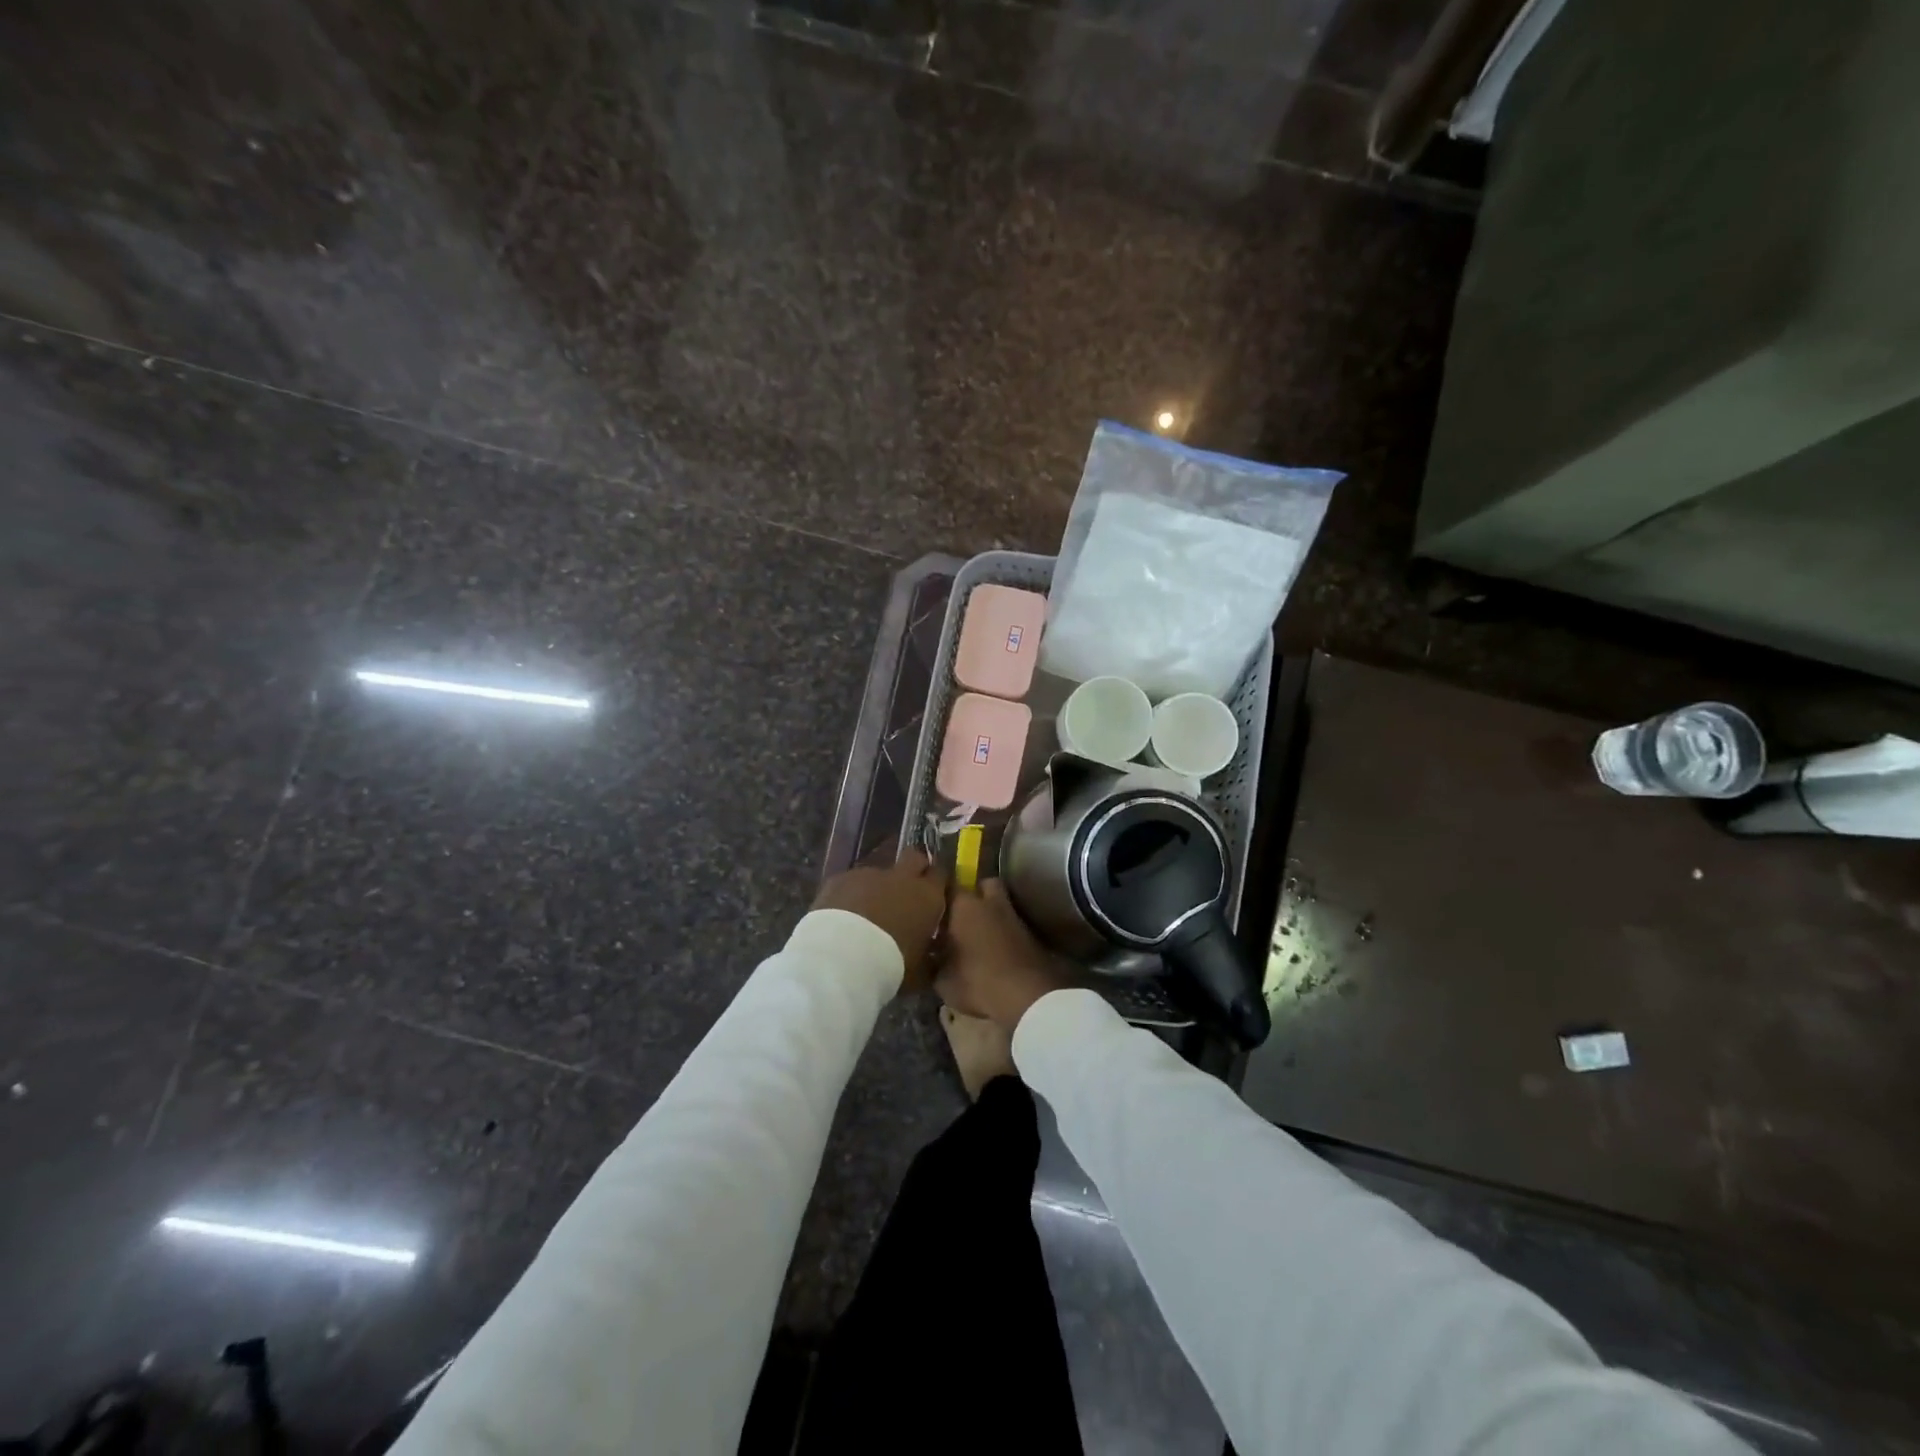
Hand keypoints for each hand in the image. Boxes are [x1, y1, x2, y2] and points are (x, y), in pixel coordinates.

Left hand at [813, 847, 947, 990]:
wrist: (841, 958)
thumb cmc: (891, 966)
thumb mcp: (920, 971)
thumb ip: (930, 957)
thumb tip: (932, 956)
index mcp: (928, 897)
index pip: (942, 874)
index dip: (937, 882)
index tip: (934, 895)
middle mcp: (902, 877)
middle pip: (914, 857)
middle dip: (913, 869)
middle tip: (906, 893)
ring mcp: (869, 874)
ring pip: (879, 873)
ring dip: (877, 888)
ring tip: (866, 915)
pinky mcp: (840, 878)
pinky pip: (851, 882)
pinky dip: (850, 895)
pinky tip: (842, 917)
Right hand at [935, 878, 1069, 1030]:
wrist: (1027, 997)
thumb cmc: (977, 981)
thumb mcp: (942, 980)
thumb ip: (933, 963)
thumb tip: (931, 956)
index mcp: (964, 905)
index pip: (949, 884)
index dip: (941, 894)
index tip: (932, 907)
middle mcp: (991, 903)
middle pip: (983, 885)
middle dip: (973, 896)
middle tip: (959, 917)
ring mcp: (1015, 917)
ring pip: (1000, 905)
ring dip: (990, 916)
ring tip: (977, 937)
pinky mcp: (1031, 935)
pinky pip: (1011, 925)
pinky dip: (1004, 933)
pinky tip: (995, 952)